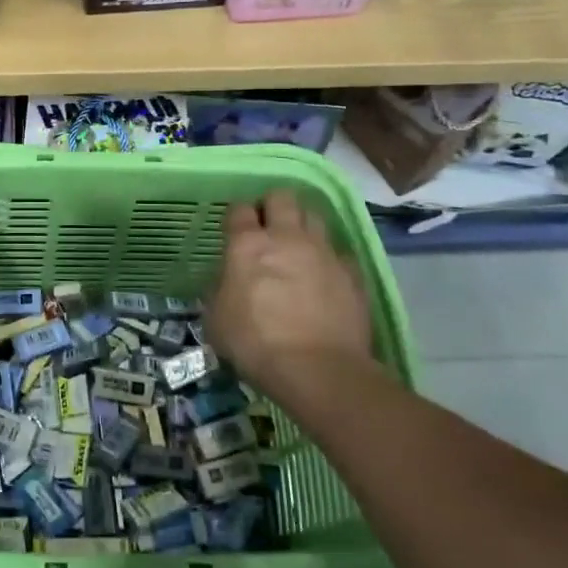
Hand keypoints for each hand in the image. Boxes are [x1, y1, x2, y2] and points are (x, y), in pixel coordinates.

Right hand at [204, 190, 375, 402]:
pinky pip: (339, 252)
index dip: (236, 216)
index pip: (239, 209)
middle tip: (267, 227)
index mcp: (247, 245)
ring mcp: (323, 252)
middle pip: (282, 198)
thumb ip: (220, 291)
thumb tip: (227, 283)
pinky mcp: (352, 272)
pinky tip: (324, 276)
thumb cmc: (255, 343)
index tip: (234, 229)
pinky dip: (329, 258)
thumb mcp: (216, 319)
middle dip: (273, 206)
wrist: (318, 369)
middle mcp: (286, 238)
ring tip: (297, 245)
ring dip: (303, 225)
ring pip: (315, 216)